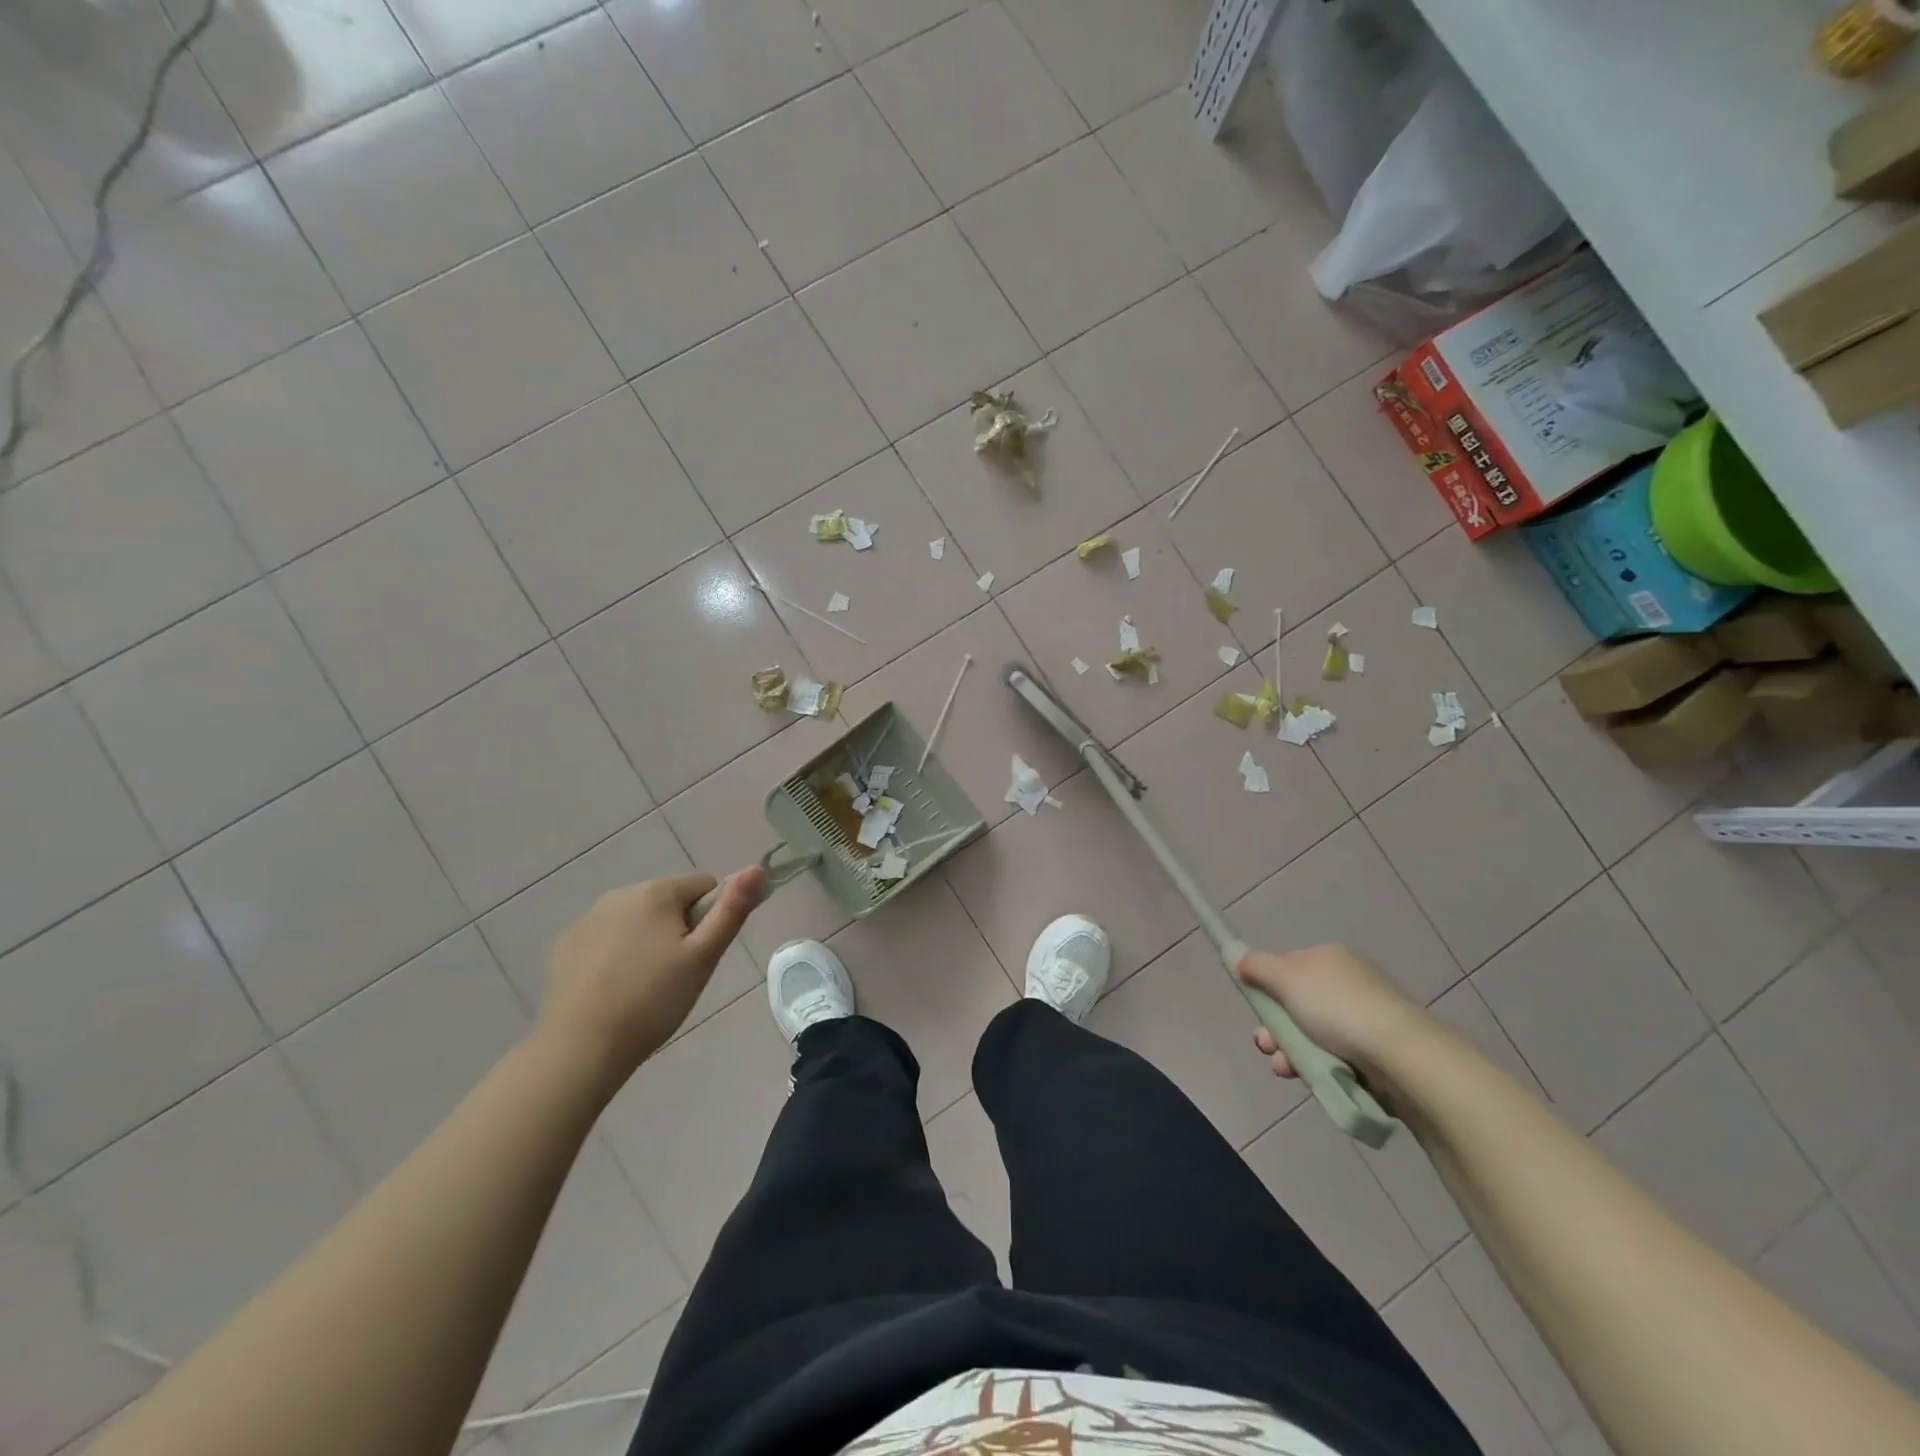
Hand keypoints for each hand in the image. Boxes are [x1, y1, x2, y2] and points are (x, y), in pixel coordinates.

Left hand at [537, 867, 764, 1087]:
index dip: (712, 918)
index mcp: (657, 892)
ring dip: (648, 939)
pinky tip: (614, 989)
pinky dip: (616, 955)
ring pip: (637, 919)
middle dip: (679, 929)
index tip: (701, 954)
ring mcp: (588, 919)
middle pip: (669, 901)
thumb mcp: (704, 957)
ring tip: (645, 986)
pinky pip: (606, 938)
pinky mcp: (566, 945)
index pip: (705, 886)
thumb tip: (756, 868)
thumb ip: (732, 909)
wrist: (580, 1048)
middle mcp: (620, 893)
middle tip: (677, 974)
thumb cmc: (654, 1001)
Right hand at [1236, 944, 1423, 1089]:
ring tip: (1286, 1069)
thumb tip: (1240, 959)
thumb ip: (1258, 967)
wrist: (1399, 1056)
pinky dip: (1318, 1066)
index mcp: (1330, 958)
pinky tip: (1311, 1077)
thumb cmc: (1336, 1008)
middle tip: (1266, 1046)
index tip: (1257, 1012)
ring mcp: (1365, 1019)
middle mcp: (1349, 983)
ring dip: (1291, 1051)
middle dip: (1276, 1029)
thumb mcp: (1286, 978)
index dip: (1268, 990)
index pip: (1288, 969)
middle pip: (1297, 1005)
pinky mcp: (1377, 1053)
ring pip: (1313, 1035)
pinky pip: (1335, 1057)